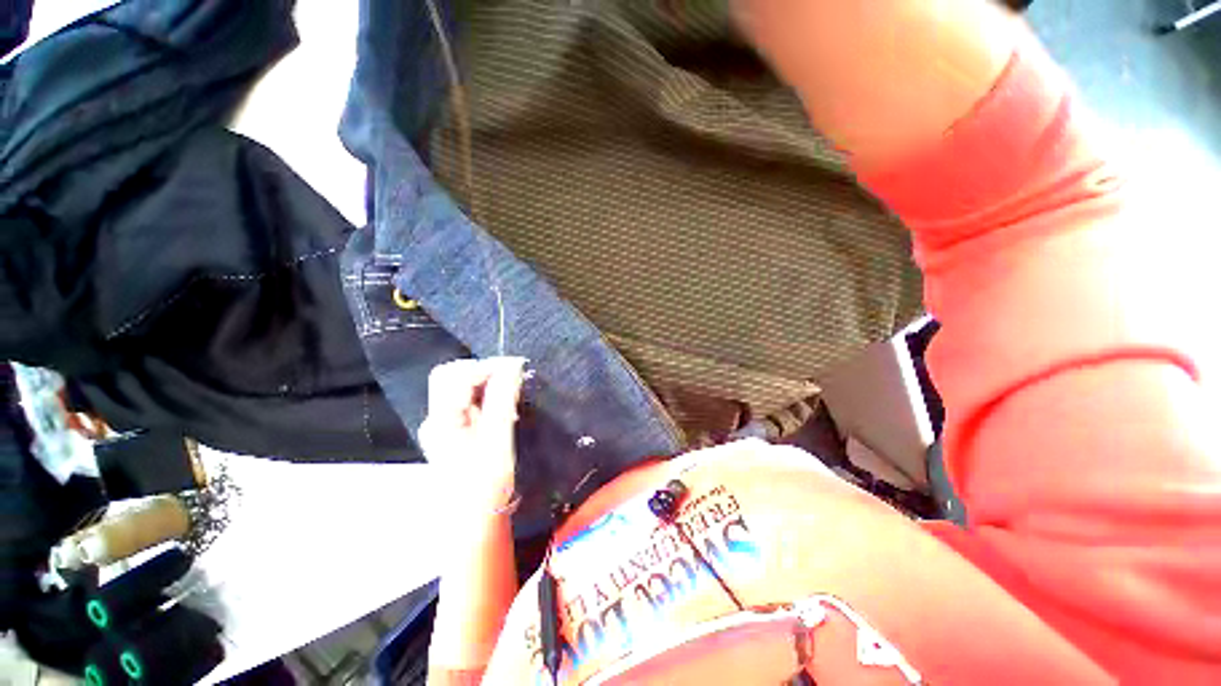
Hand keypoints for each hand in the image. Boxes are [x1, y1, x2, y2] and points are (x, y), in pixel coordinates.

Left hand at [419, 357, 527, 517]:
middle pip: (450, 376)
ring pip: (459, 387)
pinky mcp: (453, 431)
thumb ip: (502, 400)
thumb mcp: (498, 441)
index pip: (458, 375)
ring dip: (486, 383)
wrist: (472, 523)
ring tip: (510, 393)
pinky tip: (502, 407)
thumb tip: (513, 366)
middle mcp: (435, 418)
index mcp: (441, 420)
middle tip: (512, 378)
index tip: (518, 367)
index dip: (488, 367)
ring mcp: (442, 425)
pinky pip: (467, 401)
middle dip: (483, 371)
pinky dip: (485, 395)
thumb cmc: (486, 486)